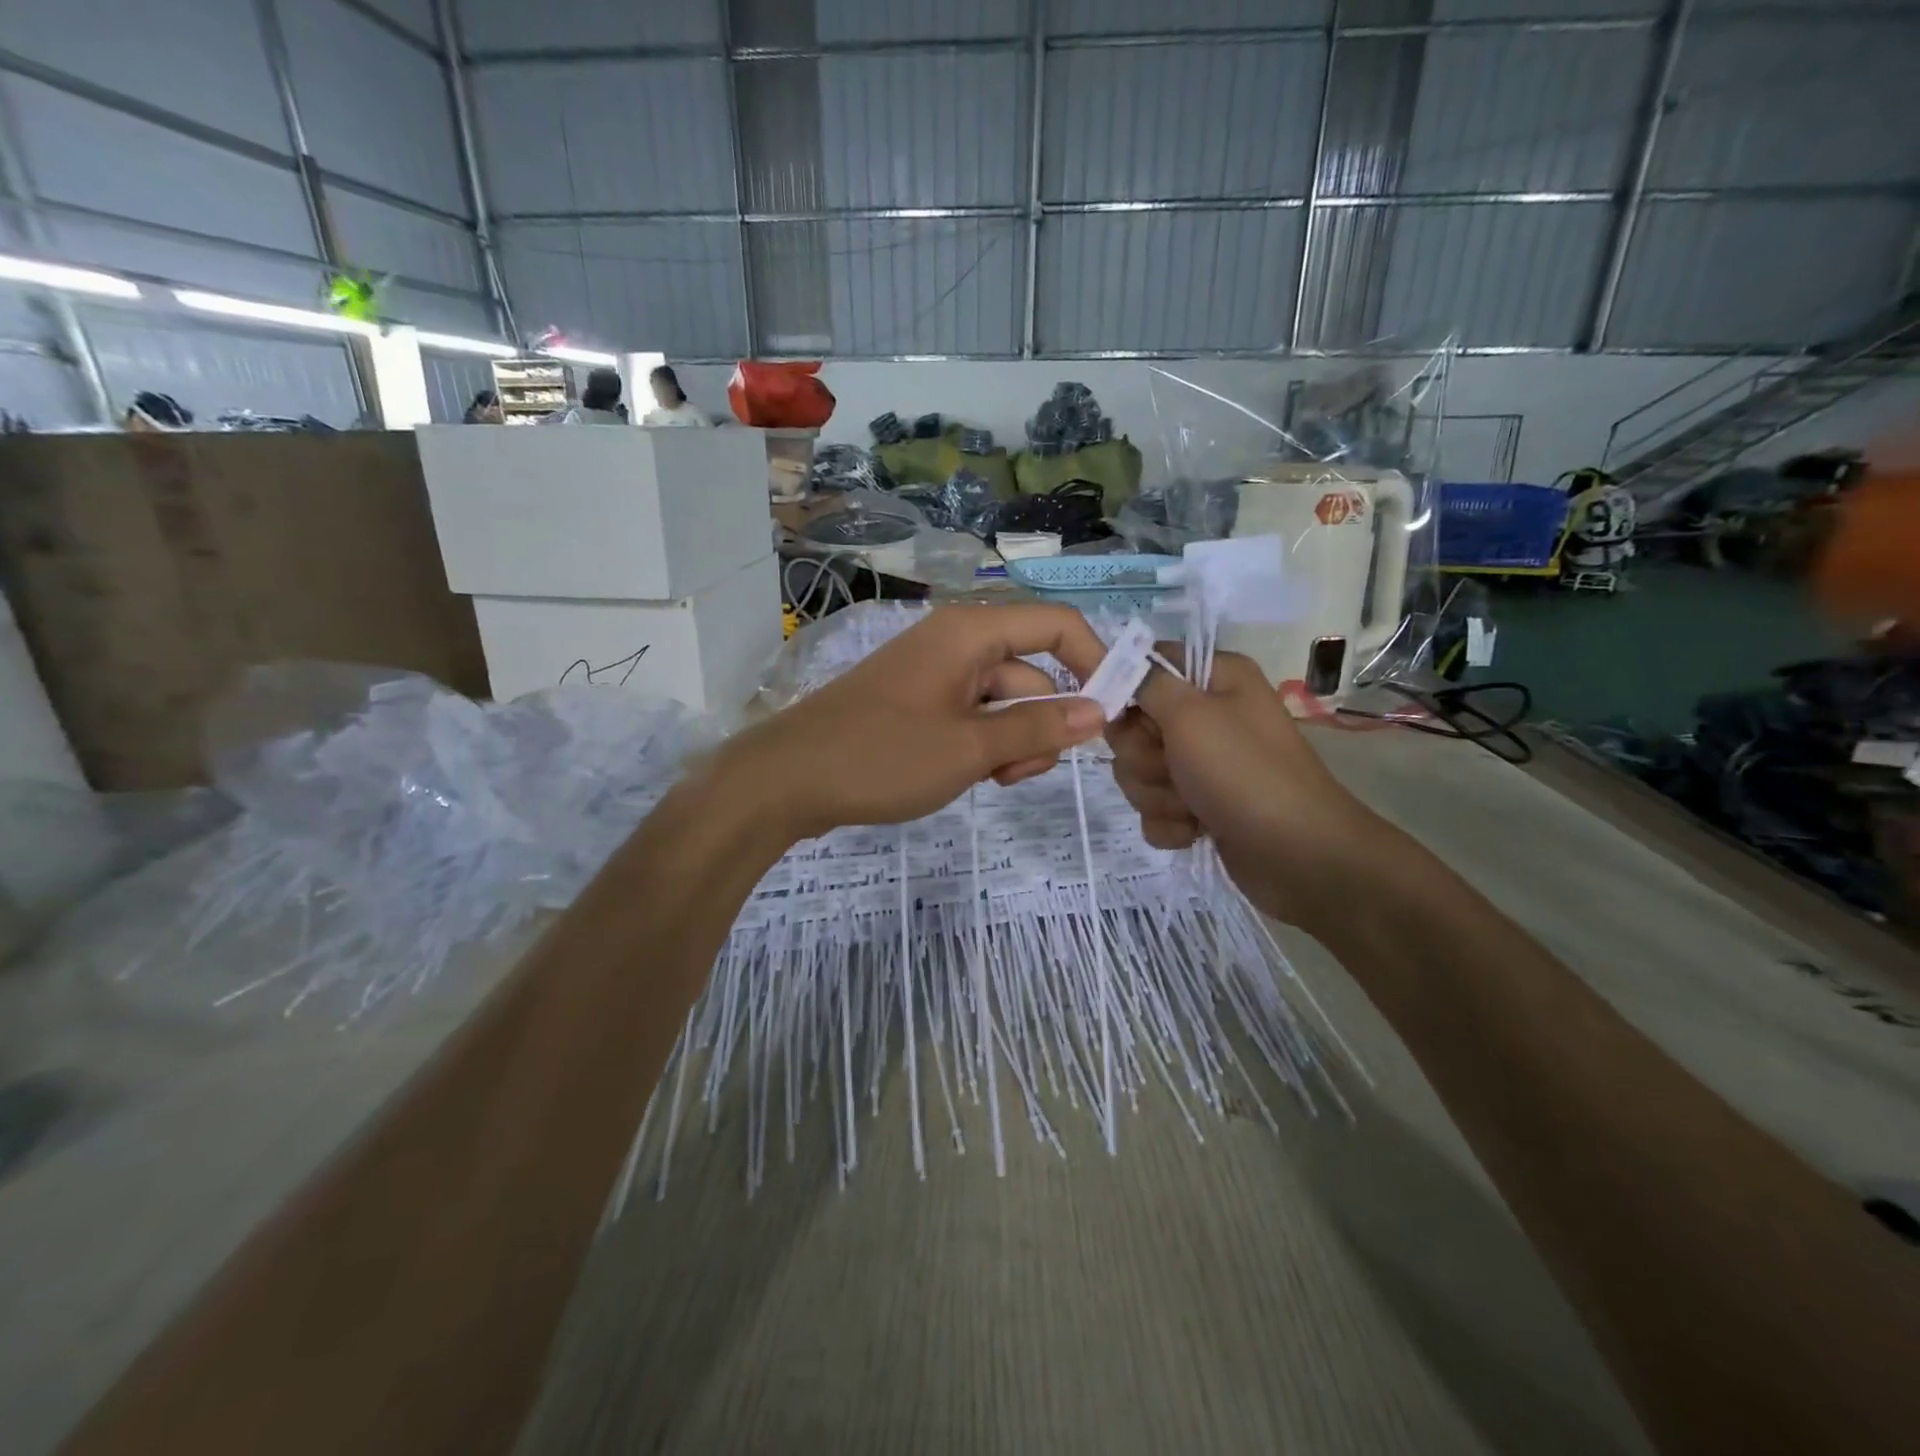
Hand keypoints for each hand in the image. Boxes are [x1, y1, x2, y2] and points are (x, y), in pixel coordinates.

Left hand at [717, 604, 1109, 840]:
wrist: (787, 779)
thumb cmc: (882, 756)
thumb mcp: (970, 748)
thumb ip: (1038, 728)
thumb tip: (1100, 710)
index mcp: (971, 631)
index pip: (1058, 626)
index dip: (1095, 662)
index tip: (1115, 715)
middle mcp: (956, 641)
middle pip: (1031, 672)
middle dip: (1041, 723)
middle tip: (1023, 772)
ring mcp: (934, 673)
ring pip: (1003, 702)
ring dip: (1011, 742)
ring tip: (988, 780)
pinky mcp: (918, 703)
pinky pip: (972, 716)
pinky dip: (982, 744)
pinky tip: (966, 776)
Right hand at [1107, 648, 1389, 929]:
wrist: (1296, 854)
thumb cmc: (1244, 772)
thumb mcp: (1191, 714)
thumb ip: (1147, 683)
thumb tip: (1119, 662)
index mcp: (1214, 679)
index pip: (1148, 663)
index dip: (1127, 687)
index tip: (1121, 713)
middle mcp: (1207, 715)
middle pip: (1134, 724)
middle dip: (1143, 755)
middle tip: (1172, 767)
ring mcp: (1201, 764)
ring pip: (1138, 770)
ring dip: (1156, 793)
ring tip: (1192, 805)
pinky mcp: (1197, 805)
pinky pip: (1154, 807)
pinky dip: (1169, 822)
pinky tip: (1196, 829)